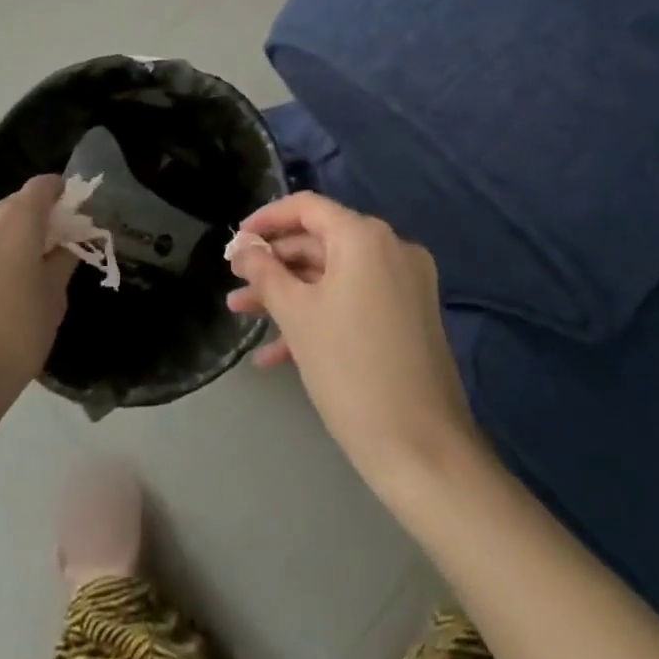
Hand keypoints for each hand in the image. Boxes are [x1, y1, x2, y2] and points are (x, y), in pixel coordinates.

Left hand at [0, 176, 77, 405]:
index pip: (43, 184)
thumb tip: (65, 244)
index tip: (76, 219)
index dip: (63, 194)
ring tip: (28, 277)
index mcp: (17, 218)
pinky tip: (0, 294)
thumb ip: (63, 259)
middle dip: (40, 219)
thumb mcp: (54, 296)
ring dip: (15, 238)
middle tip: (57, 252)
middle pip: (18, 203)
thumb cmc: (16, 333)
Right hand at [227, 193, 478, 495]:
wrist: (423, 451)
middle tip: (236, 282)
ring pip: (334, 275)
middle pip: (320, 241)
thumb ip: (265, 273)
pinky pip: (355, 301)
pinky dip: (319, 315)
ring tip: (242, 314)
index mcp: (365, 237)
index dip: (267, 220)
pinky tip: (276, 352)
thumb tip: (244, 248)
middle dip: (274, 264)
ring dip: (289, 293)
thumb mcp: (297, 315)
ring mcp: (404, 283)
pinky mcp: (409, 316)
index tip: (236, 241)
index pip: (307, 207)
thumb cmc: (350, 370)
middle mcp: (391, 249)